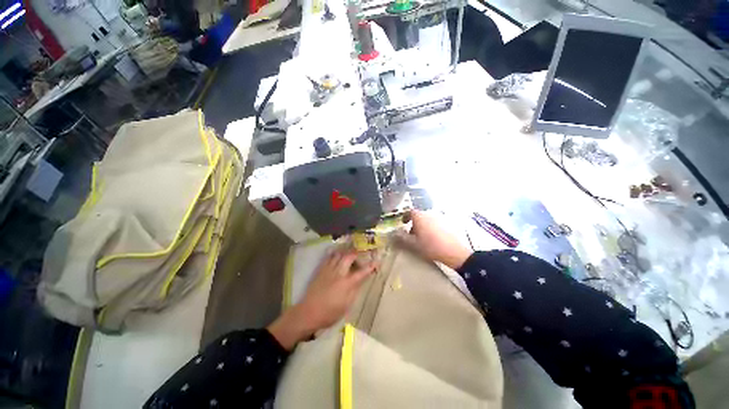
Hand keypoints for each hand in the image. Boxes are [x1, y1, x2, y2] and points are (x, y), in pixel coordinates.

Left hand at [268, 249, 376, 349]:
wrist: (308, 312)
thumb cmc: (329, 313)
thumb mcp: (346, 305)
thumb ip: (355, 290)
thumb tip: (360, 280)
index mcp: (347, 283)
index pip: (362, 272)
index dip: (370, 267)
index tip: (377, 262)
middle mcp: (339, 273)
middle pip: (349, 257)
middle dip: (357, 253)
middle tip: (361, 254)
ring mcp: (328, 270)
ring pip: (338, 254)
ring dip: (346, 251)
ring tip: (349, 252)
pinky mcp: (321, 270)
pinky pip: (328, 257)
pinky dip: (334, 253)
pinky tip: (336, 253)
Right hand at [400, 210, 472, 269]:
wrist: (454, 252)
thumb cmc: (431, 247)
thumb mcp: (413, 244)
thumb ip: (402, 238)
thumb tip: (394, 233)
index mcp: (420, 217)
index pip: (410, 212)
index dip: (405, 216)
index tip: (403, 223)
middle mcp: (429, 214)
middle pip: (419, 215)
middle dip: (414, 222)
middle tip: (412, 233)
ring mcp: (440, 217)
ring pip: (428, 218)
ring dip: (423, 225)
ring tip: (422, 236)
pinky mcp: (447, 223)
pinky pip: (436, 222)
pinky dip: (431, 227)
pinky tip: (433, 237)